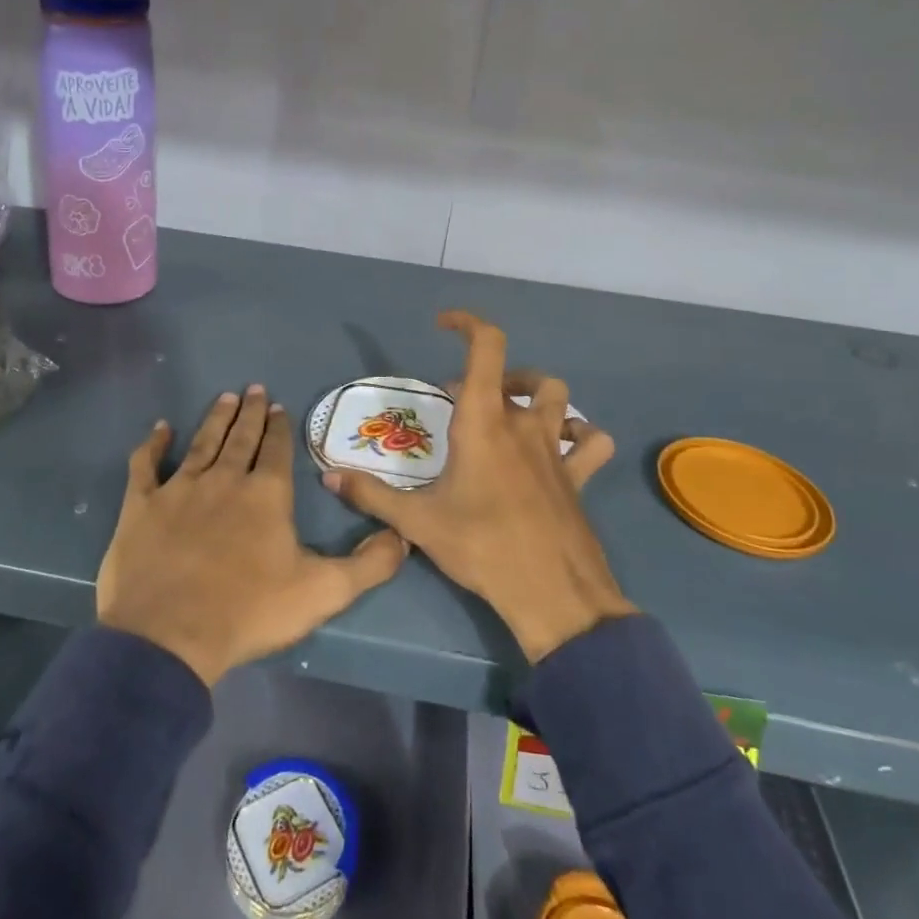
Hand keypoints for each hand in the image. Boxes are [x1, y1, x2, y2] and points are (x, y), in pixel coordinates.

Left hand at [97, 384, 407, 686]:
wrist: (169, 635)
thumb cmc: (249, 611)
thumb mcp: (323, 592)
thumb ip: (368, 565)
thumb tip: (403, 537)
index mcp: (266, 494)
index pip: (277, 450)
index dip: (280, 428)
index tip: (280, 407)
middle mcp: (224, 479)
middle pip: (241, 437)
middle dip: (251, 413)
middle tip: (255, 389)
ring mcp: (180, 488)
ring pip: (202, 443)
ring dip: (215, 419)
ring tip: (225, 397)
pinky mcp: (141, 505)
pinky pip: (145, 465)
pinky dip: (153, 445)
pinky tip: (160, 429)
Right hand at [323, 312, 633, 662]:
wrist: (553, 595)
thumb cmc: (481, 547)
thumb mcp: (417, 521)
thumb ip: (371, 495)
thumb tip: (328, 476)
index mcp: (483, 422)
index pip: (486, 347)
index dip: (467, 323)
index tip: (443, 324)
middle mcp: (523, 425)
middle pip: (519, 373)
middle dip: (489, 375)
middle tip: (460, 401)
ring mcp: (556, 450)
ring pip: (559, 398)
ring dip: (534, 394)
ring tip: (510, 412)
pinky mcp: (578, 477)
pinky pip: (590, 442)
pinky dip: (579, 435)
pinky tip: (562, 448)